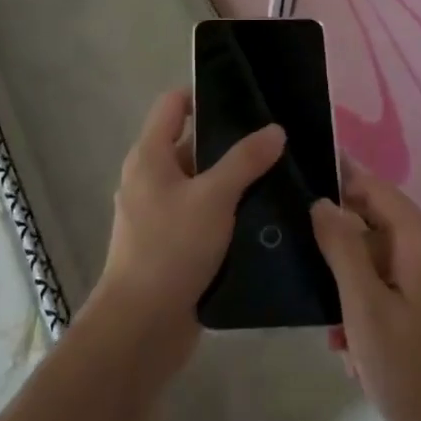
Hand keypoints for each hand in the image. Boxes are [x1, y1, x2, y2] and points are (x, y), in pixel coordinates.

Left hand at [89, 88, 284, 373]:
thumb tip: (275, 129)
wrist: (141, 326)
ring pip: (201, 182)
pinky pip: (202, 215)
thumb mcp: (214, 197)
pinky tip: (262, 216)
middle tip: (275, 140)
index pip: (174, 104)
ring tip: (278, 175)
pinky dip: (227, 211)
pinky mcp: (172, 244)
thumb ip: (245, 160)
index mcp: (150, 155)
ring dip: (233, 179)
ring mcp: (160, 213)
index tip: (247, 99)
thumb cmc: (171, 248)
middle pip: (191, 143)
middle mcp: (150, 178)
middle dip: (230, 141)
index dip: (205, 94)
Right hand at [310, 165, 420, 420]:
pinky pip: (402, 280)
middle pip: (381, 222)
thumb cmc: (412, 372)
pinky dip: (376, 297)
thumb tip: (322, 201)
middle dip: (343, 245)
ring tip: (334, 326)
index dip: (340, 179)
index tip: (302, 179)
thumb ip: (342, 248)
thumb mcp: (365, 309)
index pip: (376, 189)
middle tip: (308, 269)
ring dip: (356, 280)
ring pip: (387, 256)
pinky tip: (357, 340)